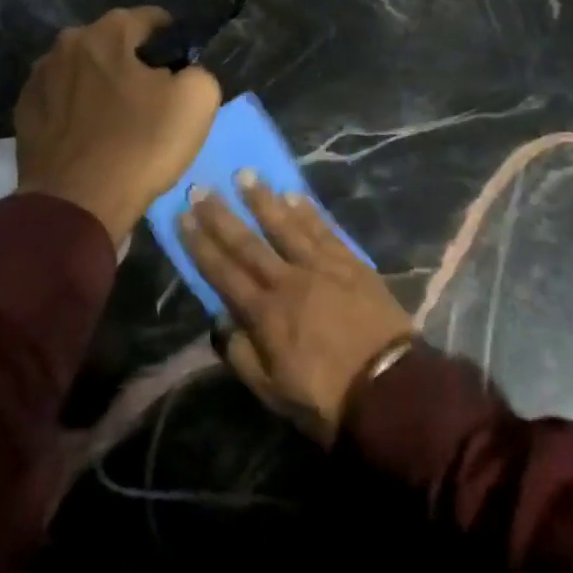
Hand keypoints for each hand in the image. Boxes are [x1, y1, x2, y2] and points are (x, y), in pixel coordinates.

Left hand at [15, 7, 220, 246]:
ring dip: (102, 85)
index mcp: (106, 34)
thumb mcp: (197, 101)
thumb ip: (198, 72)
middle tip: (155, 93)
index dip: (172, 36)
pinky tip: (93, 135)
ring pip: (83, 72)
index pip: (148, 18)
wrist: (77, 205)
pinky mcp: (24, 116)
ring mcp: (38, 80)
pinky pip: (62, 102)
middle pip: (111, 44)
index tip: (183, 58)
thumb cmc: (140, 144)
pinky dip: (79, 110)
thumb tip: (184, 74)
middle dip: (133, 61)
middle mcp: (66, 46)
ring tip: (121, 116)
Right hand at [179, 174, 411, 445]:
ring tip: (245, 175)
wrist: (389, 388)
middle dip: (222, 214)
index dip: (200, 244)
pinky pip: (324, 230)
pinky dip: (307, 211)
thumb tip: (220, 321)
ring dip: (264, 199)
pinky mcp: (352, 263)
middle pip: (249, 242)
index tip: (183, 216)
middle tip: (201, 186)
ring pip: (287, 226)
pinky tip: (294, 194)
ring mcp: (323, 267)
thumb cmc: (325, 397)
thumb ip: (241, 354)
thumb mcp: (272, 391)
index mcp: (265, 313)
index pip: (223, 272)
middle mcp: (289, 280)